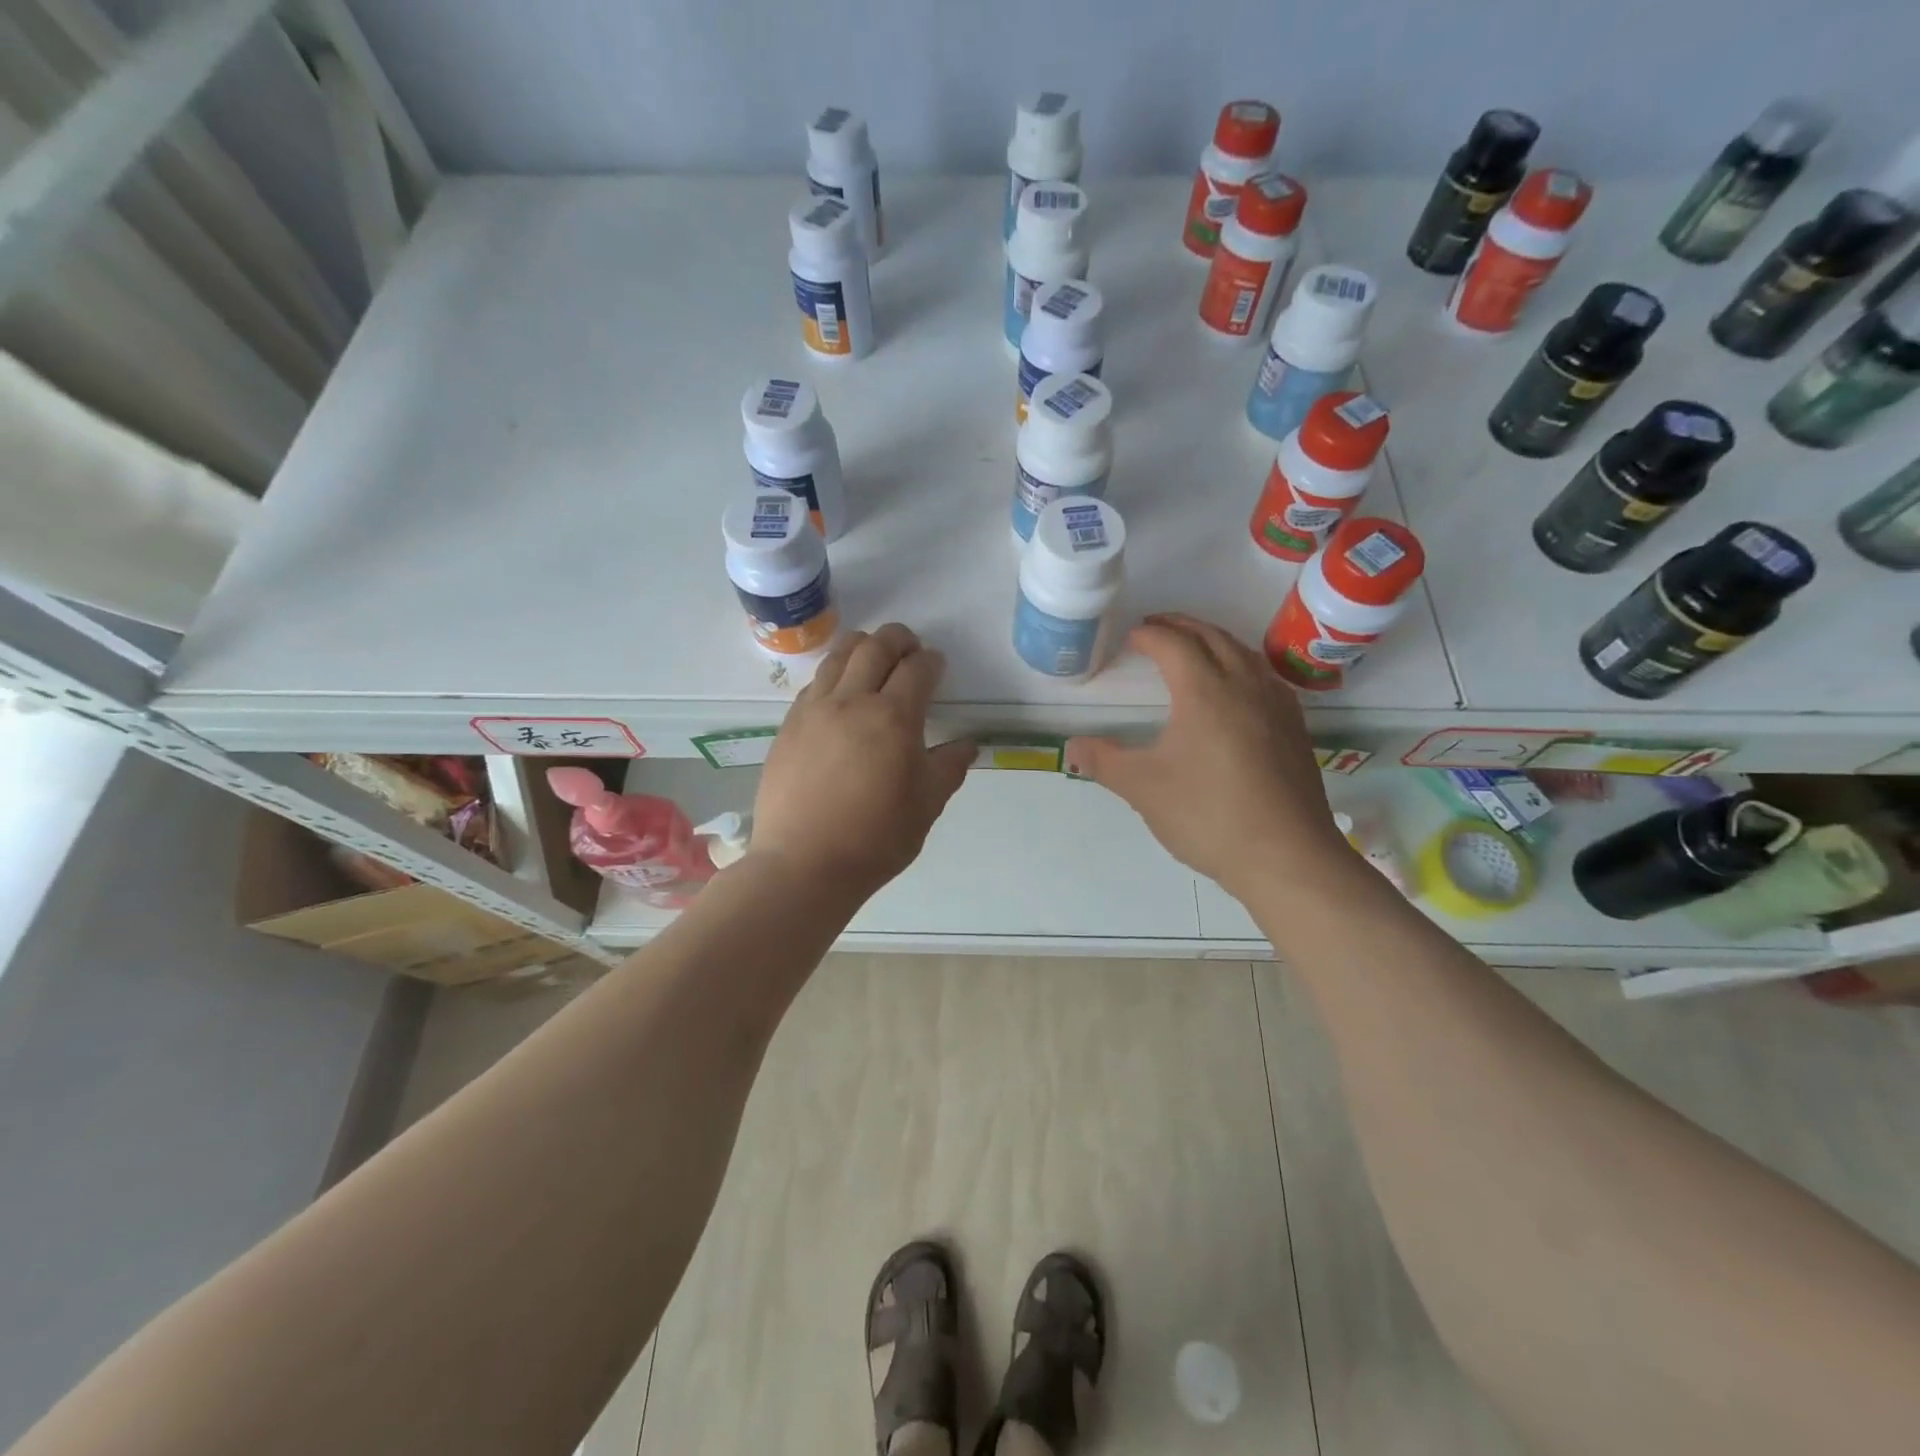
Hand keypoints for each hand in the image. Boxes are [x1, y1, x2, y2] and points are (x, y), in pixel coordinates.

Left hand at [750, 624, 974, 901]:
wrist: (804, 863)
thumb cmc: (875, 838)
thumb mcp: (926, 806)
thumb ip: (949, 767)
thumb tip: (966, 745)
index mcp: (893, 718)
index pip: (917, 669)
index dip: (932, 662)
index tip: (937, 666)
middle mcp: (852, 701)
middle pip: (875, 647)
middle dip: (898, 639)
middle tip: (909, 647)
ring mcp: (814, 710)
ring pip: (838, 656)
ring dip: (862, 647)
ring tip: (873, 656)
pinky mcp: (789, 725)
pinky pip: (815, 683)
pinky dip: (834, 674)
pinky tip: (839, 692)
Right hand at [1065, 613, 1348, 902]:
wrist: (1286, 856)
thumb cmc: (1208, 816)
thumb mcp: (1142, 788)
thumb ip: (1103, 762)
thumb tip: (1072, 747)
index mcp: (1205, 691)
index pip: (1174, 644)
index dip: (1150, 634)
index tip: (1132, 636)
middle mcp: (1245, 685)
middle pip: (1213, 637)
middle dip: (1182, 625)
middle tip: (1157, 626)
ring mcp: (1276, 706)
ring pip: (1244, 653)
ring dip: (1214, 640)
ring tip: (1194, 647)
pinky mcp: (1295, 728)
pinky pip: (1264, 676)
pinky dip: (1241, 664)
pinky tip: (1237, 688)